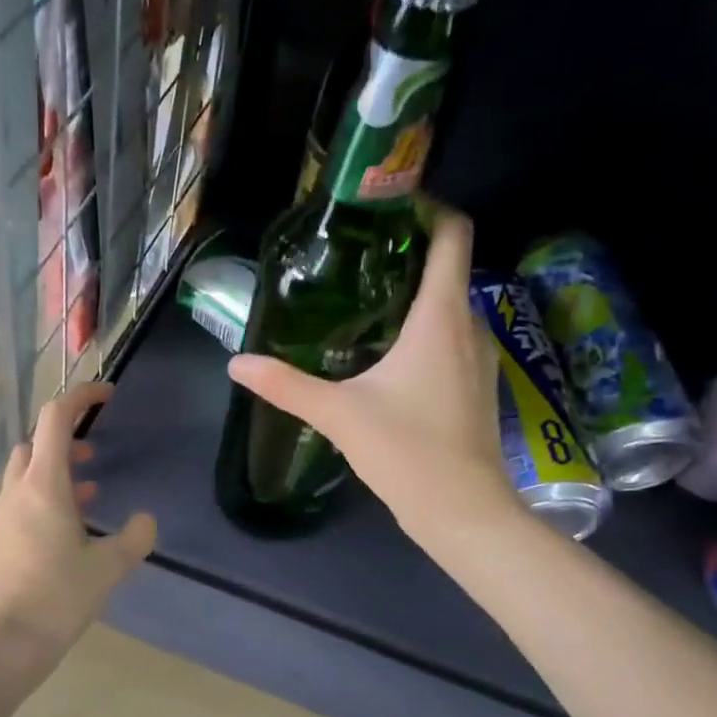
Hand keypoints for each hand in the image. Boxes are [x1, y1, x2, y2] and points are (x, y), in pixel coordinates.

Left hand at [0, 382, 156, 663]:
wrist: (1, 643)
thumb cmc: (56, 597)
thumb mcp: (107, 568)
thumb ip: (134, 538)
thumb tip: (146, 521)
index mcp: (43, 485)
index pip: (56, 418)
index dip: (81, 397)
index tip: (108, 395)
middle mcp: (17, 491)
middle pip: (35, 443)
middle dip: (66, 438)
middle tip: (96, 453)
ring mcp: (2, 516)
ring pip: (27, 474)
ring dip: (56, 471)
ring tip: (89, 491)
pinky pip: (22, 502)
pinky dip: (45, 498)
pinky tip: (68, 529)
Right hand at [227, 205, 522, 546]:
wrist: (464, 511)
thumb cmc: (407, 452)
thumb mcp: (338, 414)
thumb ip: (285, 385)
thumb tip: (236, 364)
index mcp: (440, 318)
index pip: (453, 236)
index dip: (429, 209)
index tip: (388, 206)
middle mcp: (470, 326)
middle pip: (448, 267)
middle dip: (408, 253)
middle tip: (355, 256)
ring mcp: (481, 357)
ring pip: (451, 305)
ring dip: (416, 294)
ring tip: (365, 299)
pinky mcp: (477, 385)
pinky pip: (453, 337)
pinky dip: (425, 328)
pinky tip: (388, 353)